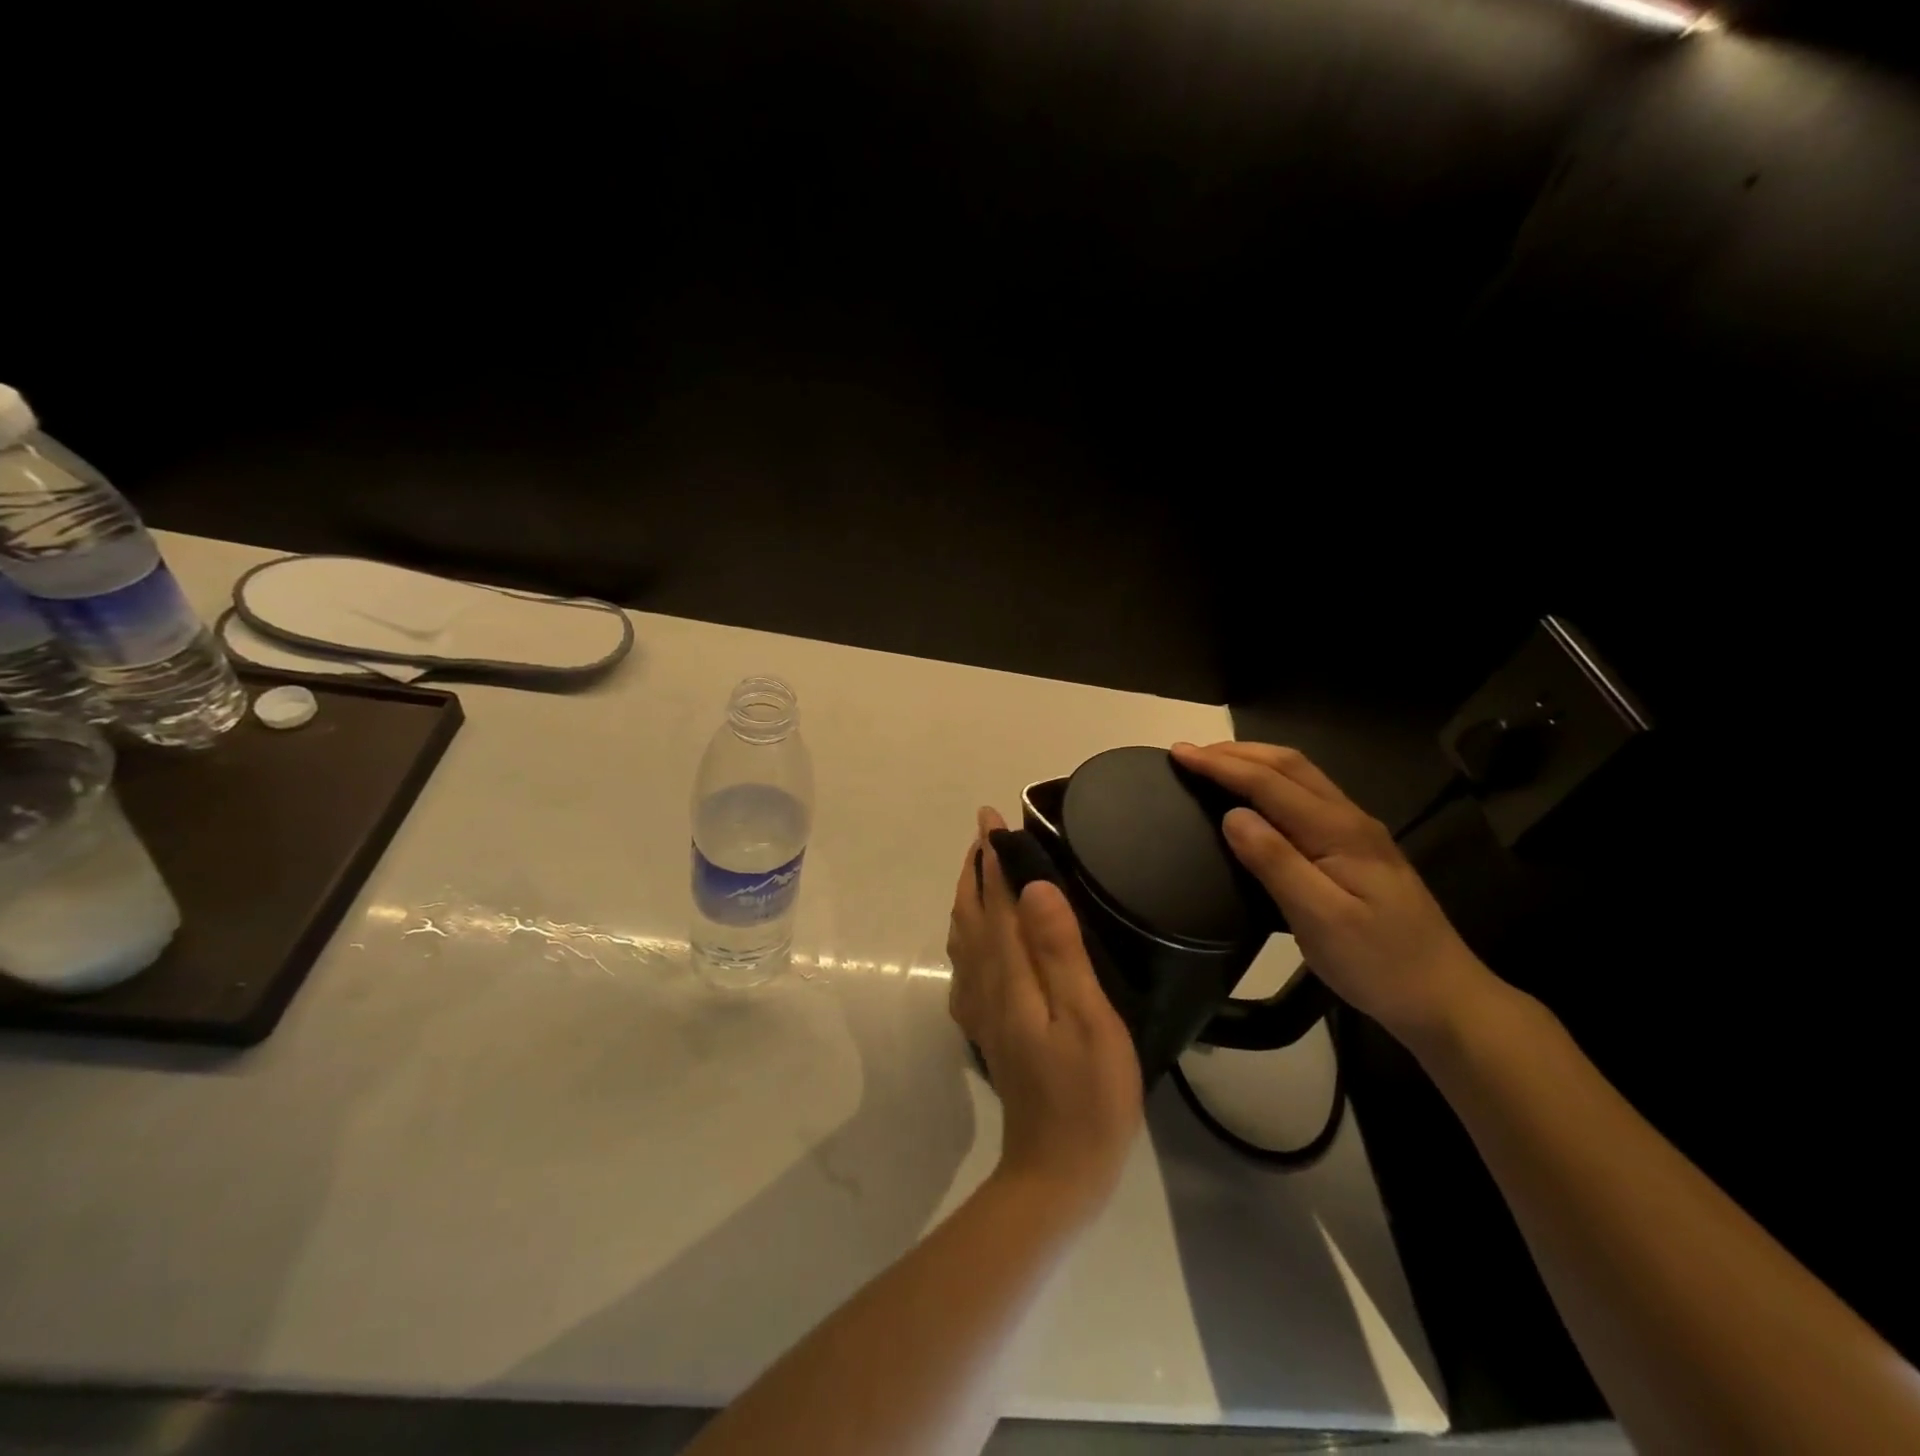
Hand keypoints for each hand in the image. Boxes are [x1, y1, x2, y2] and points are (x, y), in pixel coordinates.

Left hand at [947, 807, 1143, 1218]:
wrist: (1056, 1171)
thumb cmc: (1087, 1095)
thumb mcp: (1087, 1019)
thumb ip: (1059, 951)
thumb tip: (1033, 887)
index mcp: (1009, 975)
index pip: (996, 901)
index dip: (994, 858)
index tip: (992, 818)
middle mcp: (985, 985)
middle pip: (972, 915)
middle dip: (975, 870)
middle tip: (985, 834)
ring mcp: (981, 1010)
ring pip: (964, 938)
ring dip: (968, 898)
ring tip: (980, 871)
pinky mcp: (987, 1029)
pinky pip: (966, 967)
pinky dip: (967, 936)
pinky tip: (977, 940)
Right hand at [1170, 741, 1498, 1050]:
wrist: (1445, 997)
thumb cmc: (1379, 964)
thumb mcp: (1320, 920)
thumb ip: (1275, 863)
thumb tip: (1232, 815)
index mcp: (1338, 831)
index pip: (1269, 783)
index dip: (1221, 765)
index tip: (1179, 752)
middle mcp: (1350, 819)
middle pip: (1289, 765)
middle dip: (1236, 752)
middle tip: (1190, 754)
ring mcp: (1358, 833)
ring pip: (1301, 777)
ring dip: (1254, 762)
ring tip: (1214, 766)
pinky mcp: (1359, 849)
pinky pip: (1307, 796)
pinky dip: (1271, 782)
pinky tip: (1257, 799)